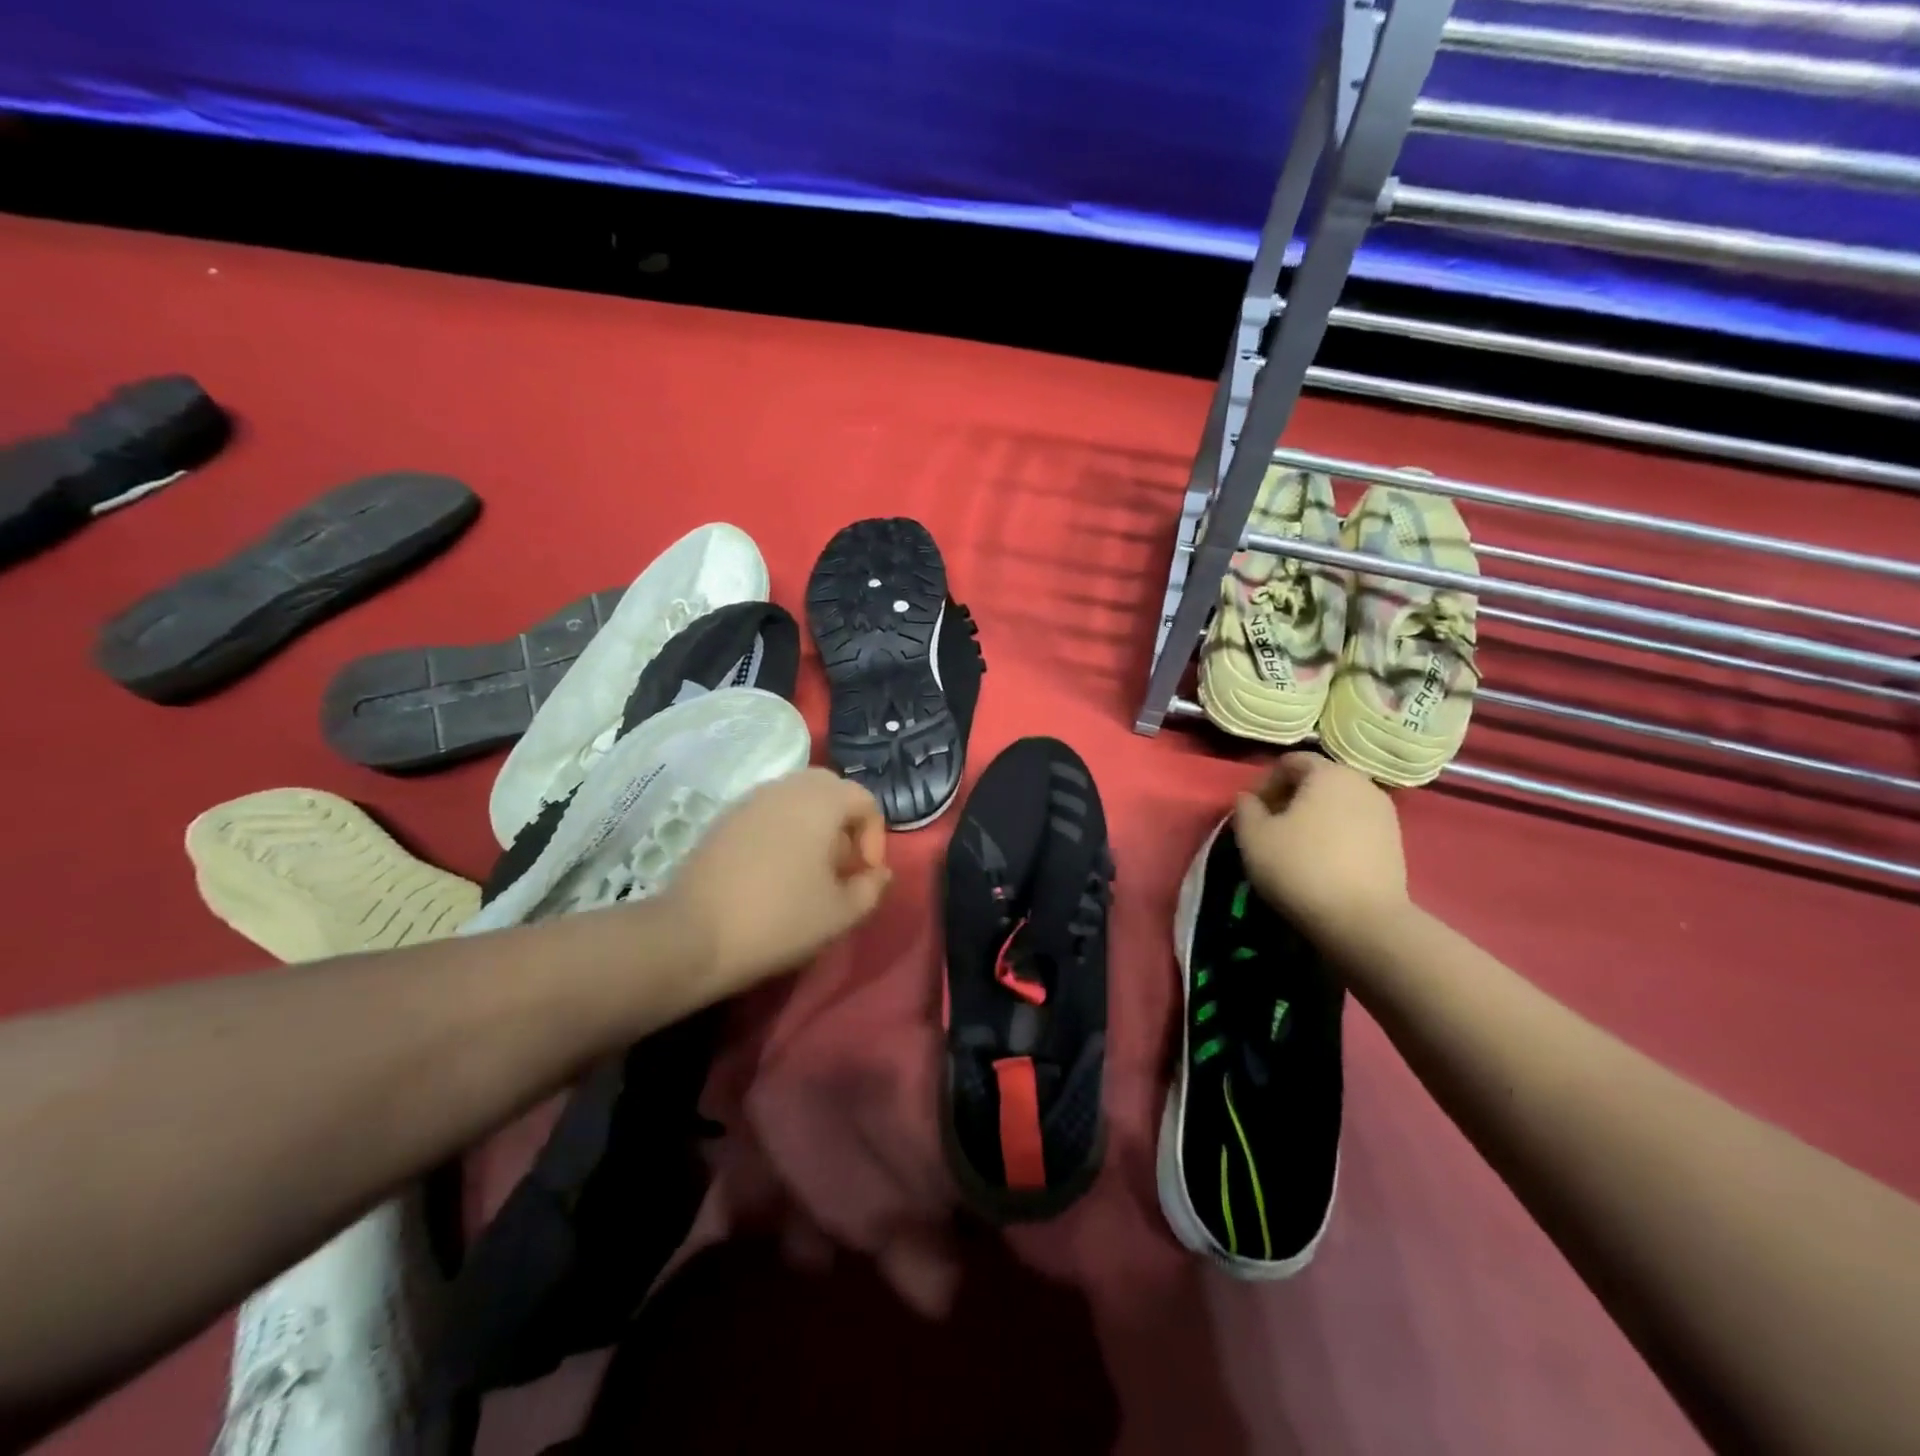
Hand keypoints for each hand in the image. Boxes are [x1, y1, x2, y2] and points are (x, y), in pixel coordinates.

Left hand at [661, 768, 891, 999]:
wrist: (693, 936)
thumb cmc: (780, 919)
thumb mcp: (841, 913)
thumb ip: (871, 888)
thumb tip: (877, 872)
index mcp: (821, 800)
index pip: (865, 800)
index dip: (875, 837)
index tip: (864, 875)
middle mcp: (786, 787)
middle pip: (830, 790)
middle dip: (845, 824)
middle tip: (841, 867)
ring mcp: (750, 800)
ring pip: (797, 799)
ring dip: (814, 827)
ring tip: (810, 872)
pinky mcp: (724, 819)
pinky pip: (768, 813)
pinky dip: (783, 831)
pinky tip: (775, 873)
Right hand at [1232, 752, 1407, 939]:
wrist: (1363, 921)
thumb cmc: (1300, 867)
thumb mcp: (1253, 836)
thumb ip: (1245, 808)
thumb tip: (1250, 799)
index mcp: (1329, 773)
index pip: (1290, 761)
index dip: (1265, 782)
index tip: (1253, 812)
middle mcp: (1362, 783)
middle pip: (1317, 781)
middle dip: (1290, 799)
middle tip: (1270, 828)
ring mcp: (1385, 813)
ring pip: (1338, 804)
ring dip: (1313, 818)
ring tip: (1296, 848)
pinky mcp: (1396, 843)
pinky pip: (1356, 827)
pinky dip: (1336, 835)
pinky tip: (1322, 863)